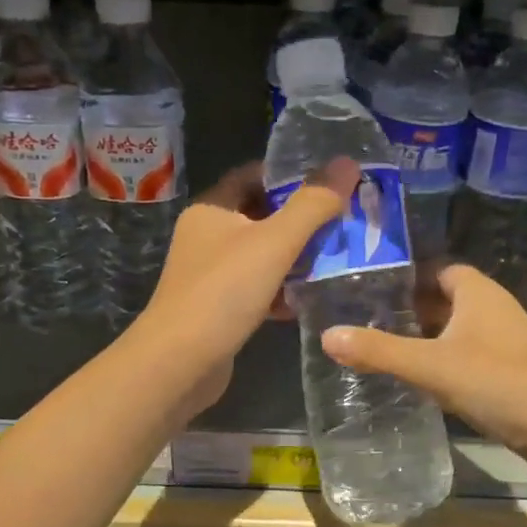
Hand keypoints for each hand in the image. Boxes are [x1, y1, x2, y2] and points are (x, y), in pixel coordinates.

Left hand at [130, 159, 359, 419]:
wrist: (179, 364)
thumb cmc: (223, 293)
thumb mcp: (274, 242)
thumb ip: (313, 204)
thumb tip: (347, 163)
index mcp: (212, 209)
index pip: (254, 175)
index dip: (291, 176)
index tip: (331, 184)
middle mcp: (207, 236)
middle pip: (262, 217)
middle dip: (302, 221)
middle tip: (344, 223)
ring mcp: (211, 275)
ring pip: (262, 256)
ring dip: (296, 259)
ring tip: (338, 260)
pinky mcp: (220, 308)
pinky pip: (258, 289)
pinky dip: (282, 291)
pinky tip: (309, 300)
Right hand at [321, 264, 526, 470]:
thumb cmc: (501, 383)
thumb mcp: (432, 366)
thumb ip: (380, 351)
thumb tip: (326, 334)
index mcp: (478, 293)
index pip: (438, 270)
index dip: (407, 277)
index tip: (370, 290)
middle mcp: (494, 310)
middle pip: (445, 301)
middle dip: (410, 310)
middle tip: (366, 322)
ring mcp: (506, 344)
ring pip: (457, 332)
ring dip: (426, 339)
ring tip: (384, 351)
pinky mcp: (511, 374)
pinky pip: (468, 358)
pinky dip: (444, 364)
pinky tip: (421, 382)